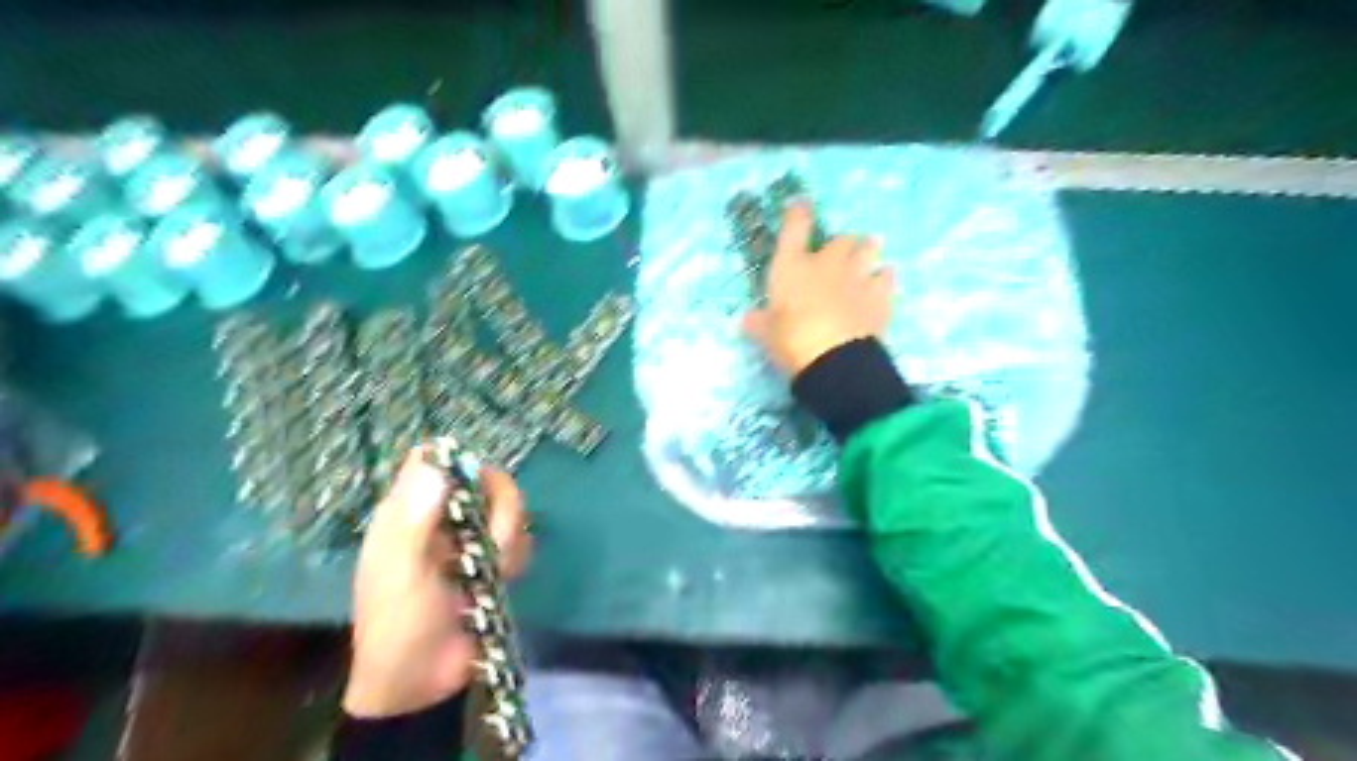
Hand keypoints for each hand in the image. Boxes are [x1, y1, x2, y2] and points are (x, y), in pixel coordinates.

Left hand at [341, 450, 527, 716]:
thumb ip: (417, 520)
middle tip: (495, 538)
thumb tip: (436, 464)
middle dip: (499, 506)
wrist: (423, 682)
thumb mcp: (402, 573)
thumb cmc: (400, 625)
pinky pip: (520, 538)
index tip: (474, 488)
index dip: (456, 463)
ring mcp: (471, 538)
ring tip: (497, 570)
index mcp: (408, 512)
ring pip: (507, 507)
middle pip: (483, 478)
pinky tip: (504, 579)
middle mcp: (442, 517)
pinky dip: (518, 556)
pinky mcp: (494, 558)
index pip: (432, 461)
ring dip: (510, 536)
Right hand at [742, 201, 891, 374]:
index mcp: (792, 266)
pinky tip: (882, 282)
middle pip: (840, 239)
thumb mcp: (765, 334)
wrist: (834, 358)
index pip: (795, 227)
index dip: (798, 212)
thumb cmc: (790, 340)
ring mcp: (857, 276)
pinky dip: (884, 277)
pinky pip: (888, 276)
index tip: (799, 205)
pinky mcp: (881, 295)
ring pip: (868, 249)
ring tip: (866, 257)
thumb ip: (757, 322)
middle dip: (840, 244)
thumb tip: (747, 319)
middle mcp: (827, 263)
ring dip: (866, 251)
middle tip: (838, 254)